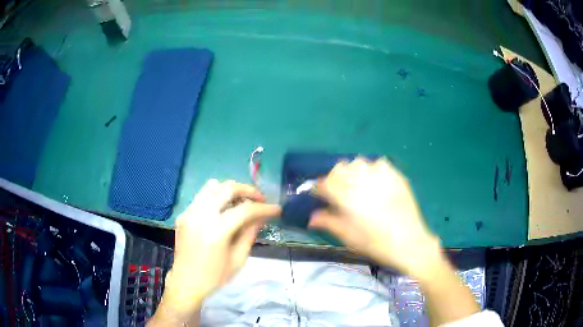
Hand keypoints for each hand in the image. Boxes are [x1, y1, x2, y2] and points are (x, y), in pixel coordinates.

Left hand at [163, 180, 280, 312]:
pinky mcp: (183, 214)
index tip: (276, 209)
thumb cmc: (215, 276)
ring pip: (212, 186)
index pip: (245, 210)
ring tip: (240, 202)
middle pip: (227, 188)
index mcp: (216, 231)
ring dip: (230, 190)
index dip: (263, 208)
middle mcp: (201, 215)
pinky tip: (222, 211)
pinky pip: (202, 196)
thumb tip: (262, 216)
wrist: (186, 282)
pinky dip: (216, 198)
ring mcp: (189, 212)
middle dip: (247, 190)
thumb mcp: (238, 258)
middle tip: (259, 199)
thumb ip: (250, 233)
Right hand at [309, 158, 441, 277]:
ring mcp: (381, 175)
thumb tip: (312, 217)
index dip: (319, 188)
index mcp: (346, 196)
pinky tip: (376, 182)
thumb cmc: (374, 242)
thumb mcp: (347, 236)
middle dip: (335, 177)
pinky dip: (373, 170)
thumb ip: (327, 221)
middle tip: (338, 191)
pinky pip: (379, 164)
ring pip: (359, 162)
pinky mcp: (395, 175)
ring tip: (357, 184)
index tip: (319, 195)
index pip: (325, 183)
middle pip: (340, 168)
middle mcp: (362, 180)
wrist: (408, 242)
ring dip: (353, 171)